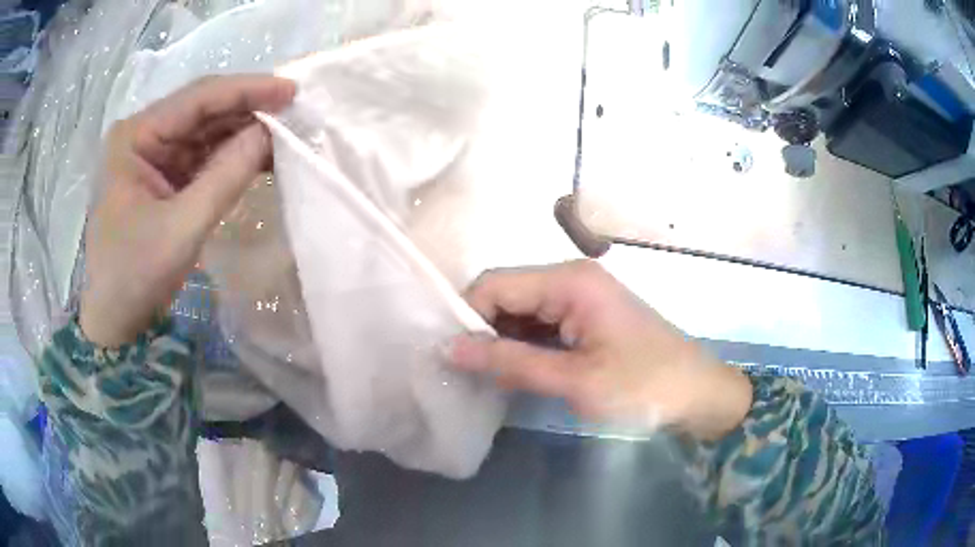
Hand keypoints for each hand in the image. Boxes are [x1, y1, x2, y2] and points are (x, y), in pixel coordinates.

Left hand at [80, 75, 295, 347]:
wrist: (115, 322)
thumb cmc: (134, 276)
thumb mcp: (181, 228)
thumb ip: (226, 176)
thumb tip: (270, 133)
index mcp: (135, 136)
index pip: (197, 98)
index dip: (246, 90)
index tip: (290, 91)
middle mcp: (143, 136)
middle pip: (202, 110)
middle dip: (247, 111)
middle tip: (293, 113)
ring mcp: (153, 156)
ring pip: (206, 132)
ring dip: (243, 134)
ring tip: (283, 136)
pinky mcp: (163, 177)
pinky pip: (203, 157)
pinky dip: (231, 157)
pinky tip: (259, 158)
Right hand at [449, 260, 752, 440]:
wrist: (698, 396)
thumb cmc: (643, 387)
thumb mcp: (575, 380)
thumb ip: (510, 362)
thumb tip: (449, 348)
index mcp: (569, 281)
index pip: (494, 284)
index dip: (465, 316)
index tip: (448, 356)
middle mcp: (570, 278)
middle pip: (505, 294)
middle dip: (481, 330)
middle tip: (460, 372)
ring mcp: (579, 298)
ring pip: (520, 312)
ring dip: (500, 341)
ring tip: (480, 376)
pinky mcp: (586, 319)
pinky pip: (540, 326)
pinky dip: (522, 347)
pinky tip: (510, 372)